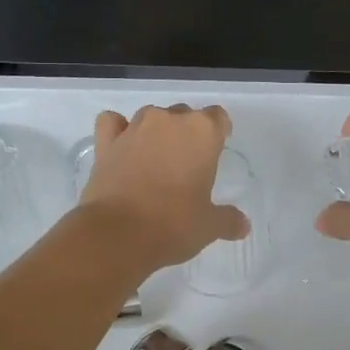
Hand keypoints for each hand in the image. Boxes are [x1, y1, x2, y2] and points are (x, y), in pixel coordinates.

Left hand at [80, 104, 248, 270]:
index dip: (219, 131)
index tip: (216, 150)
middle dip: (187, 134)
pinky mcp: (106, 142)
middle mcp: (169, 120)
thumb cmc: (174, 224)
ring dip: (156, 131)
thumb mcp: (209, 226)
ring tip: (155, 159)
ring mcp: (135, 128)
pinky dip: (118, 129)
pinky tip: (122, 146)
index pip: (217, 117)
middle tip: (186, 165)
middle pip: (184, 114)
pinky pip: (113, 122)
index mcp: (202, 132)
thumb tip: (243, 225)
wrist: (118, 234)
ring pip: (151, 116)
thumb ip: (228, 220)